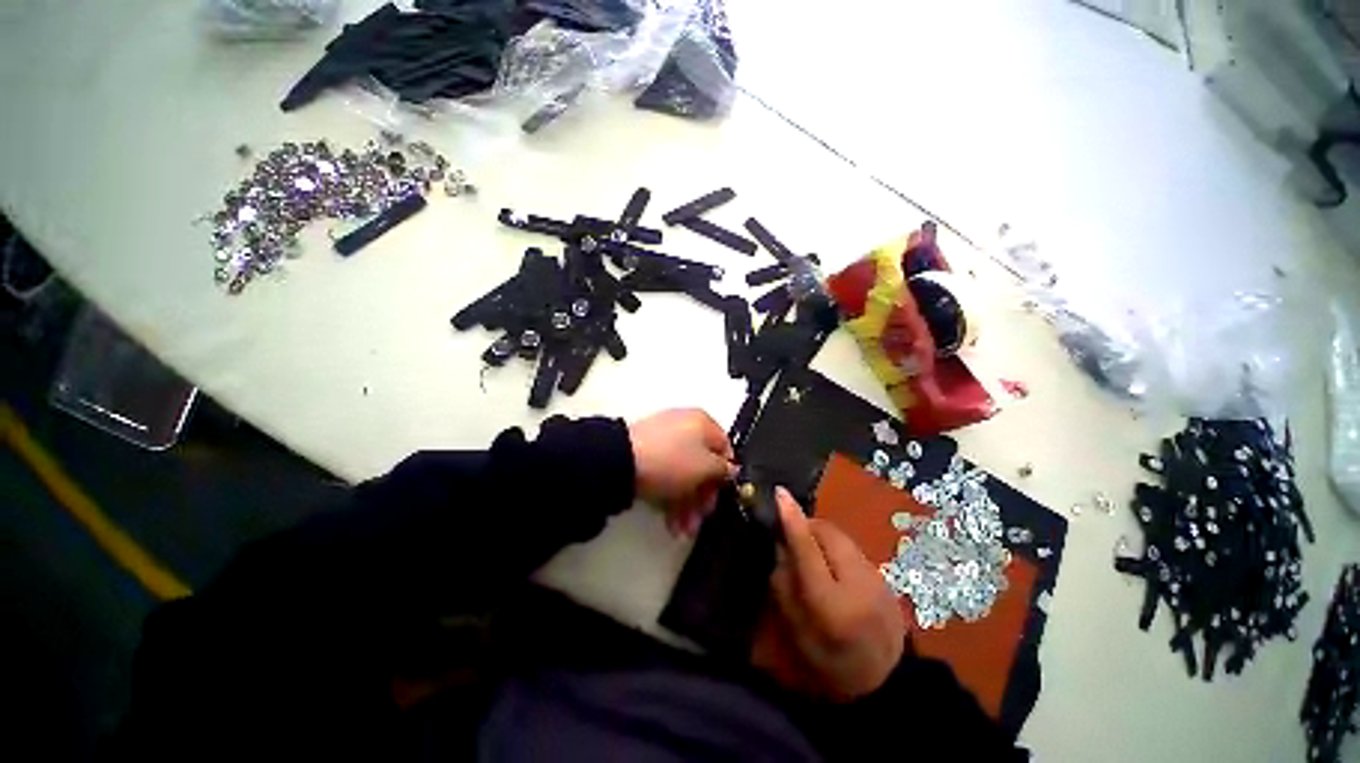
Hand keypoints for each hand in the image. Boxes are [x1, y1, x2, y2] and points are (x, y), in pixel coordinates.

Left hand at [628, 409, 736, 536]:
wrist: (621, 461)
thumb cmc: (672, 461)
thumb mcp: (706, 467)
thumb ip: (724, 470)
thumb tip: (731, 470)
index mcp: (703, 422)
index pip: (725, 449)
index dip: (726, 476)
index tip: (722, 498)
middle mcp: (685, 427)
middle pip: (702, 465)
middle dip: (703, 498)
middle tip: (699, 520)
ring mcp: (663, 440)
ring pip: (683, 474)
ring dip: (687, 504)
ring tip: (682, 530)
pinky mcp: (645, 454)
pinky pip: (666, 475)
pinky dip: (670, 497)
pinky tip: (670, 521)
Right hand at [758, 488, 904, 700]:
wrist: (889, 683)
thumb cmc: (833, 665)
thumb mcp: (798, 632)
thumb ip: (785, 584)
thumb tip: (780, 545)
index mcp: (832, 603)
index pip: (808, 549)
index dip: (792, 519)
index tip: (779, 492)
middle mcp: (857, 582)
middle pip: (827, 533)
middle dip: (806, 526)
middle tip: (792, 538)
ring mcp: (875, 576)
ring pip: (840, 537)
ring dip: (820, 536)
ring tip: (811, 553)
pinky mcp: (882, 574)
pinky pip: (850, 547)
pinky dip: (834, 547)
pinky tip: (831, 566)